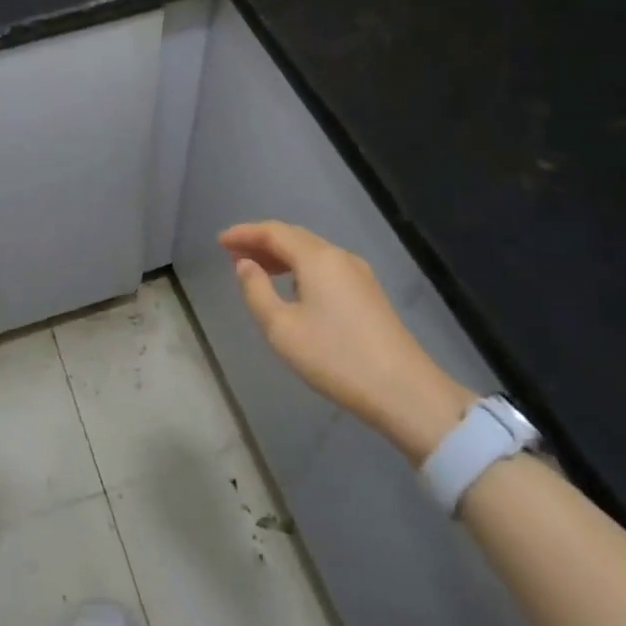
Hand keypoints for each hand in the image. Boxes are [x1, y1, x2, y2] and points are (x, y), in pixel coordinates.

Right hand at [220, 221, 476, 463]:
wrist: (406, 393)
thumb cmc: (335, 357)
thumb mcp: (281, 328)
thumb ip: (256, 291)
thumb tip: (245, 265)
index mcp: (317, 258)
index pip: (273, 231)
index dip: (244, 233)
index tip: (220, 241)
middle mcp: (339, 257)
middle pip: (293, 237)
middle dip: (261, 241)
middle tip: (232, 254)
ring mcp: (359, 275)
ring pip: (311, 252)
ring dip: (280, 255)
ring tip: (255, 269)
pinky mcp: (368, 294)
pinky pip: (324, 267)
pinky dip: (299, 268)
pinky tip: (290, 286)